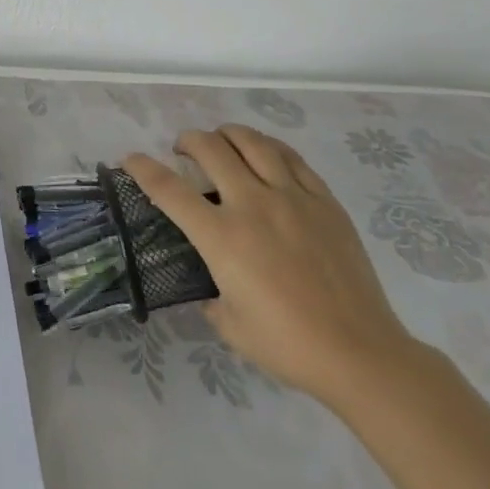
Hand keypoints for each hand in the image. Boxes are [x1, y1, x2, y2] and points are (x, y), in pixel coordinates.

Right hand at [124, 126, 421, 411]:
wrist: (359, 353)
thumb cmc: (286, 344)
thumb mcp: (228, 324)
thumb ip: (210, 293)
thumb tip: (212, 281)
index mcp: (222, 238)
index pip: (168, 189)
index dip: (142, 168)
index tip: (130, 159)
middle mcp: (252, 206)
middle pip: (211, 149)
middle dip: (187, 141)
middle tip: (183, 150)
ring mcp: (292, 199)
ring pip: (253, 143)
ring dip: (227, 134)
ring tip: (221, 141)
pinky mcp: (325, 202)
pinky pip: (292, 158)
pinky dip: (268, 148)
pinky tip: (264, 154)